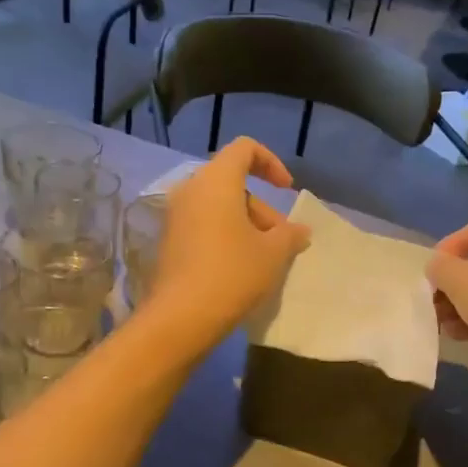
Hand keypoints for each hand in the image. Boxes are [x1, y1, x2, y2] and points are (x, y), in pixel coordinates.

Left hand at [139, 138, 309, 354]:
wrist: (181, 317)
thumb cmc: (232, 273)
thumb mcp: (273, 253)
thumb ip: (290, 234)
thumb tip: (299, 231)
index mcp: (216, 181)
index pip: (244, 149)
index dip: (271, 163)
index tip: (288, 190)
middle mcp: (190, 190)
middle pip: (232, 182)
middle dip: (262, 207)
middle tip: (282, 240)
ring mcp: (175, 216)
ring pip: (218, 206)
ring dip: (246, 224)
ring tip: (265, 258)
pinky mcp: (168, 241)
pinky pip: (203, 225)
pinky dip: (225, 235)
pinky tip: (240, 267)